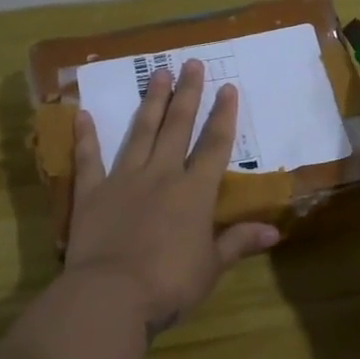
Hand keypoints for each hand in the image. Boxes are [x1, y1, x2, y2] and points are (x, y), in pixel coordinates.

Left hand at [65, 60, 278, 337]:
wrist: (111, 295)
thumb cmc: (169, 283)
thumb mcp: (212, 267)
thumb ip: (239, 242)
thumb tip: (275, 232)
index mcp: (194, 192)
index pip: (214, 145)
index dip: (223, 116)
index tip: (228, 87)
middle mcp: (161, 176)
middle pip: (177, 127)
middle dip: (187, 94)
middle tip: (191, 63)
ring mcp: (123, 180)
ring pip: (140, 132)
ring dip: (150, 102)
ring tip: (157, 74)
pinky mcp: (91, 194)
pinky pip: (89, 160)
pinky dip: (86, 137)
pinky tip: (84, 114)